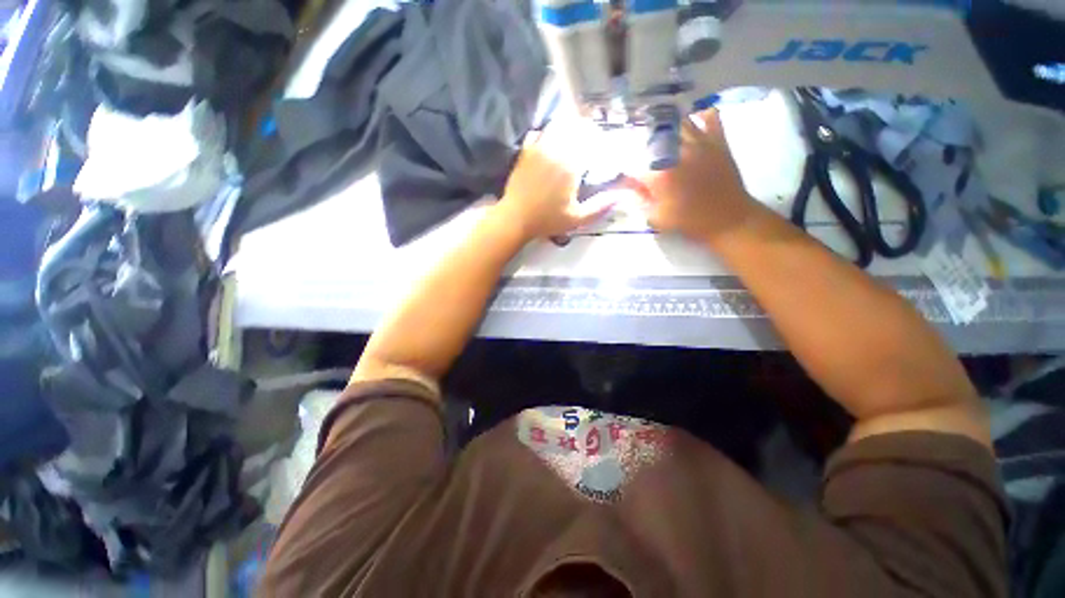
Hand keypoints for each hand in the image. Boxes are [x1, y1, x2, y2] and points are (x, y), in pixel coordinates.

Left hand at [496, 122, 614, 240]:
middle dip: (586, 129)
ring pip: (557, 125)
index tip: (604, 144)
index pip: (591, 140)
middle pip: (575, 127)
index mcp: (571, 165)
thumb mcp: (577, 219)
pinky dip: (548, 132)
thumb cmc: (547, 220)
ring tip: (573, 135)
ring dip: (568, 127)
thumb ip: (600, 207)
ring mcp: (539, 148)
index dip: (600, 139)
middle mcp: (556, 150)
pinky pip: (539, 132)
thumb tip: (620, 195)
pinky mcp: (526, 151)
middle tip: (590, 138)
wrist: (516, 217)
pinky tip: (551, 141)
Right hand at [635, 108, 759, 244]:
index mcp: (660, 174)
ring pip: (677, 121)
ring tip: (661, 134)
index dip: (626, 172)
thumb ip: (640, 200)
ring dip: (666, 126)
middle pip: (652, 135)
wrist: (728, 219)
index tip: (625, 178)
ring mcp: (699, 142)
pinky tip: (691, 124)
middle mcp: (677, 152)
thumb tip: (629, 187)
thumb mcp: (657, 218)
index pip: (633, 166)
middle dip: (641, 141)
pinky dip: (698, 116)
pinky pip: (708, 116)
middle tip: (639, 151)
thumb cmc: (690, 222)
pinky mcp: (717, 140)